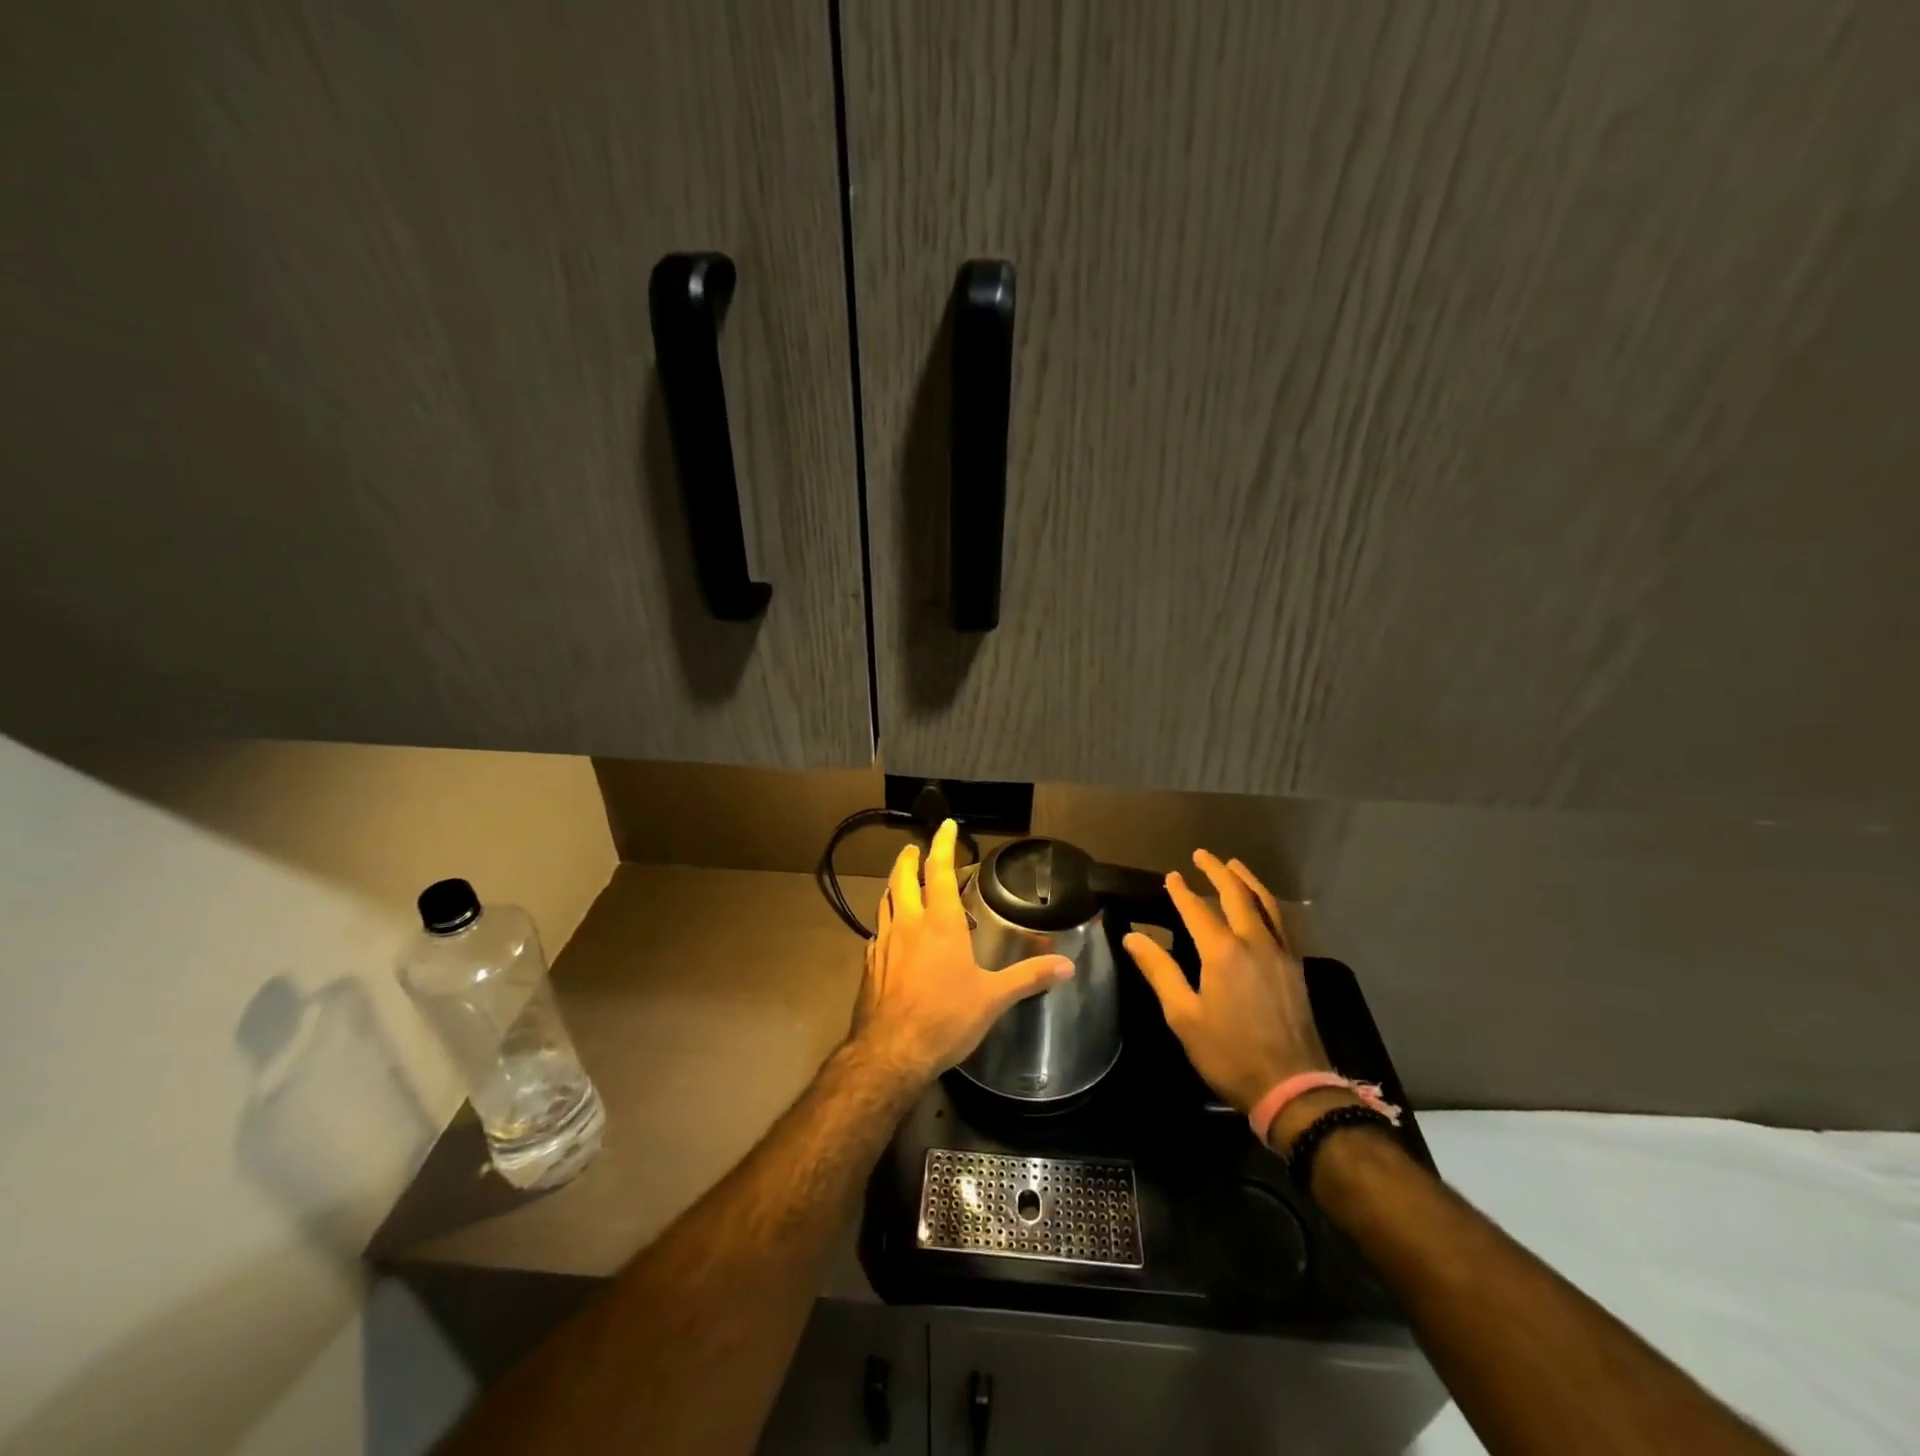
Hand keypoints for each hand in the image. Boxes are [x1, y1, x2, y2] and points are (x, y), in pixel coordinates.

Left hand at [850, 819, 1074, 1083]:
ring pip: (885, 902)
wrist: (891, 1052)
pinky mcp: (870, 966)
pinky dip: (886, 923)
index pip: (938, 870)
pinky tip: (890, 935)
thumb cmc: (946, 1017)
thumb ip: (1029, 977)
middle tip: (915, 848)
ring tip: (901, 882)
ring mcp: (884, 944)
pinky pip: (877, 933)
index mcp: (940, 923)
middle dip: (909, 859)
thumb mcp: (993, 998)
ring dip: (893, 886)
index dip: (942, 844)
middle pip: (902, 879)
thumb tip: (1068, 965)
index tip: (945, 825)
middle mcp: (909, 924)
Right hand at [1123, 850, 1332, 1113]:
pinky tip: (1262, 907)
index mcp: (1222, 951)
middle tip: (1202, 855)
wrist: (1292, 1086)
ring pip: (1265, 904)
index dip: (1181, 891)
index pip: (1197, 910)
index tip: (1171, 876)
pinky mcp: (1296, 968)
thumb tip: (1133, 936)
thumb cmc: (1229, 1053)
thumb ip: (1159, 971)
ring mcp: (1280, 953)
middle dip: (1217, 872)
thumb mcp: (1183, 1015)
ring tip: (1234, 865)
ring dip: (1247, 881)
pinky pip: (1280, 922)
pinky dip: (1266, 904)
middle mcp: (1254, 942)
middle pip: (1236, 895)